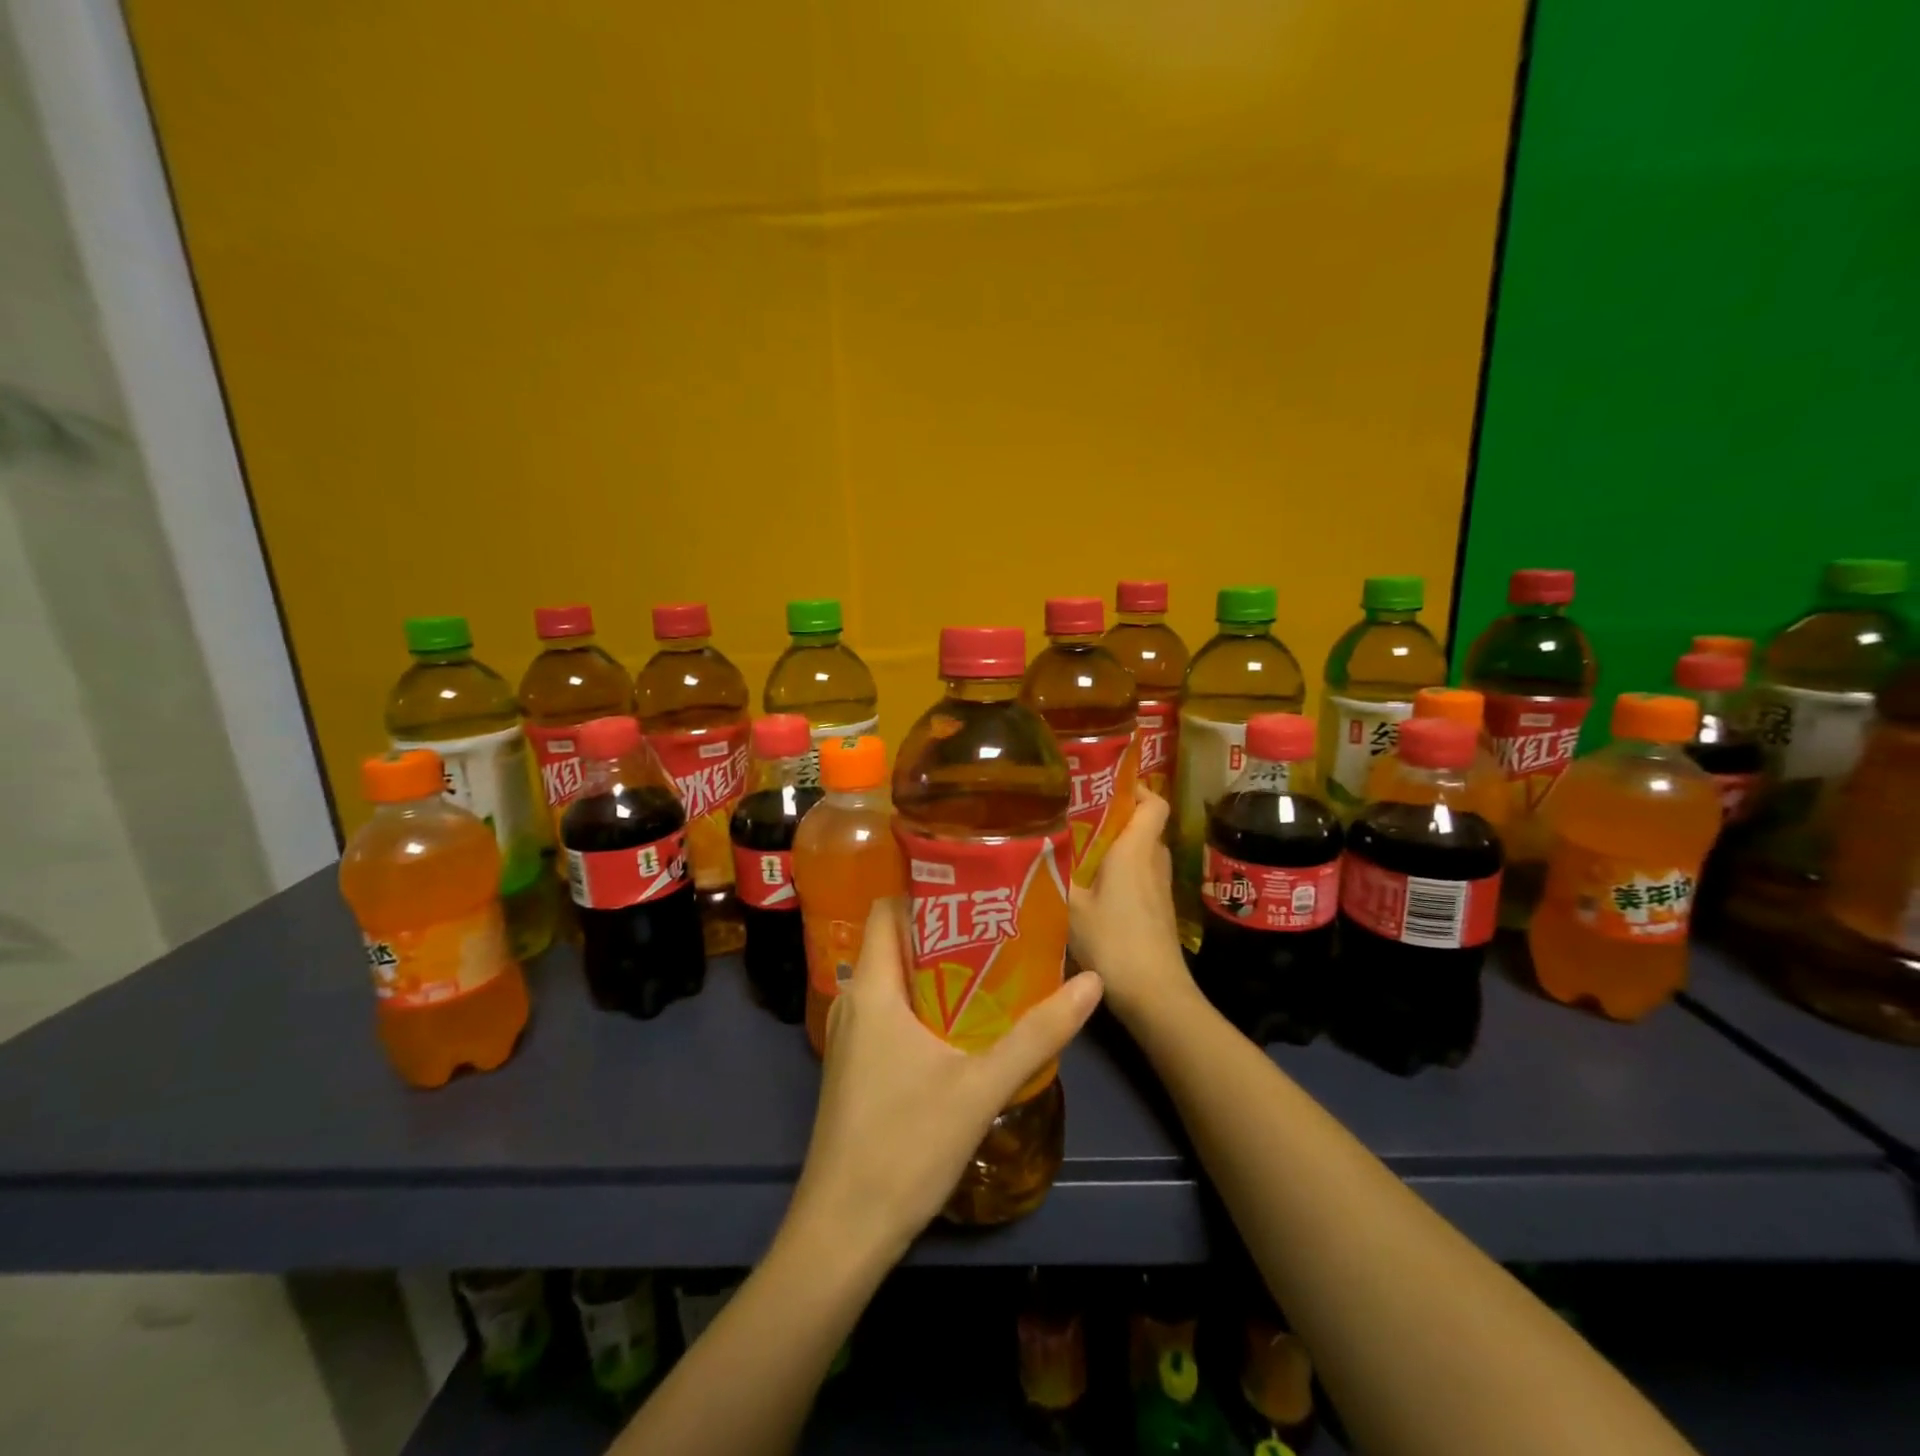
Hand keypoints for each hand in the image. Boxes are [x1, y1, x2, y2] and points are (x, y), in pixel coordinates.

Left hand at [789, 898, 1103, 1261]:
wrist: (842, 1233)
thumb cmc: (905, 1146)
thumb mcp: (981, 1087)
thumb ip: (1038, 1034)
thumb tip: (1092, 982)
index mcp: (871, 989)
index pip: (886, 910)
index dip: (925, 890)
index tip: (974, 887)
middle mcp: (853, 1002)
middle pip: (894, 943)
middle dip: (944, 929)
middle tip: (998, 924)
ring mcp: (850, 1039)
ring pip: (893, 981)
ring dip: (936, 969)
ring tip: (990, 965)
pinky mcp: (855, 1068)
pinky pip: (889, 1013)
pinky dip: (923, 1004)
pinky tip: (962, 1023)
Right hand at [1068, 787, 1195, 1028]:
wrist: (1155, 995)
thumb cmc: (1113, 942)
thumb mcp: (1072, 907)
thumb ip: (1056, 875)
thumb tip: (1037, 849)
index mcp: (1136, 851)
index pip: (1155, 803)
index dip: (1137, 788)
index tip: (1106, 786)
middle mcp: (1154, 863)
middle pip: (1145, 826)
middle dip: (1116, 818)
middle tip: (1078, 817)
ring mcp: (1160, 889)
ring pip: (1142, 854)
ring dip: (1117, 848)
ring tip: (1078, 851)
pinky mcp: (1158, 911)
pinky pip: (1140, 877)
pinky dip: (1121, 874)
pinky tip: (1091, 889)